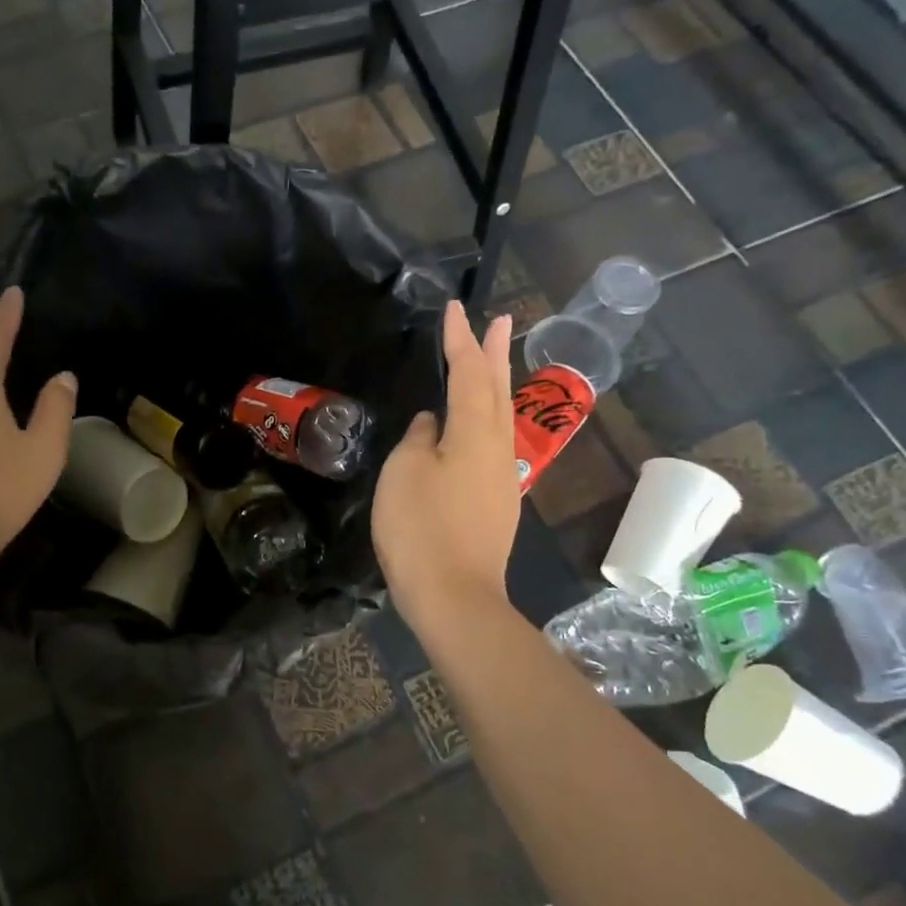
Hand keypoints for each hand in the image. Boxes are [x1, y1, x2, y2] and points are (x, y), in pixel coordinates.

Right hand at [373, 301, 519, 629]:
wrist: (454, 596)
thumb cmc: (421, 528)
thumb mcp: (404, 473)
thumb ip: (420, 439)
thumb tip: (433, 425)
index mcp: (474, 433)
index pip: (468, 374)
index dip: (460, 341)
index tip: (455, 309)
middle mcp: (497, 449)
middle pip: (497, 391)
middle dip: (494, 353)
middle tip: (499, 320)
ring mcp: (501, 479)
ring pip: (500, 418)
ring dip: (496, 384)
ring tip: (492, 362)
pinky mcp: (496, 504)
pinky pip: (493, 444)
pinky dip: (487, 419)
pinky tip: (475, 427)